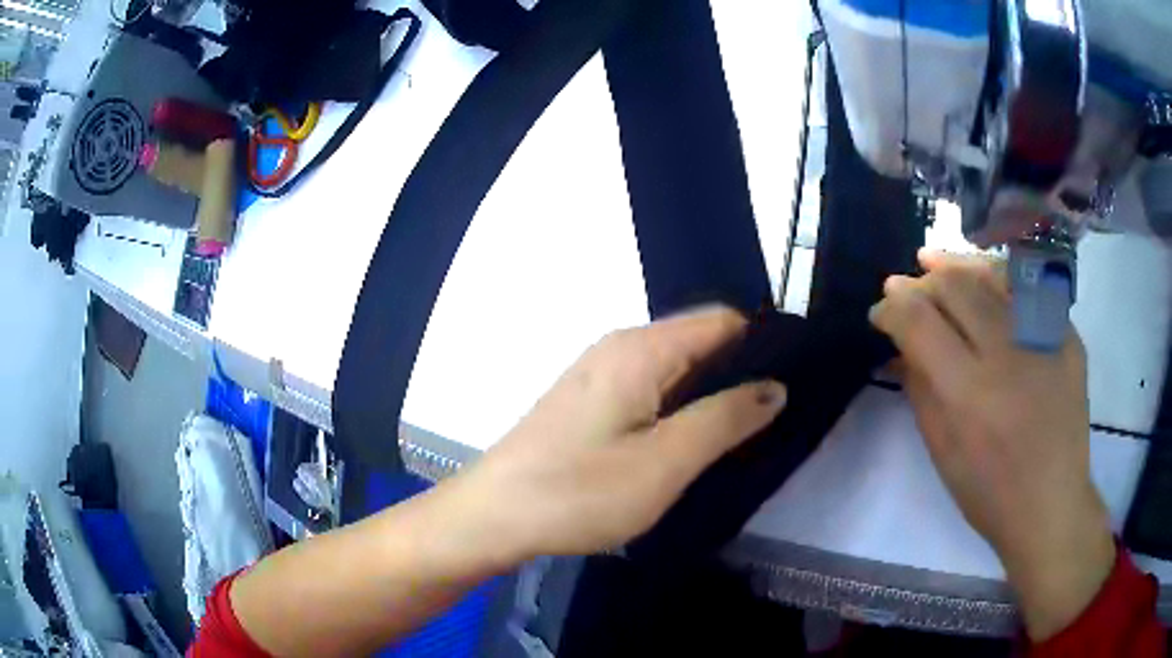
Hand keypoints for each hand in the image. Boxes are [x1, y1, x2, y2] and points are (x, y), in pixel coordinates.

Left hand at [443, 307, 786, 563]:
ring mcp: (600, 375)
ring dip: (711, 396)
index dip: (763, 344)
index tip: (797, 380)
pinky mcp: (589, 403)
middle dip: (741, 373)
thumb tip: (775, 386)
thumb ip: (725, 419)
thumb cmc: (578, 492)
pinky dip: (680, 409)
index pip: (723, 321)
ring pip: (676, 370)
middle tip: (778, 416)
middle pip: (699, 343)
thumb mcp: (664, 462)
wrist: (492, 517)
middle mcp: (620, 348)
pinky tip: (693, 441)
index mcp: (641, 349)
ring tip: (746, 432)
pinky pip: (651, 391)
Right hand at [869, 250, 1114, 640]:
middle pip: (954, 287)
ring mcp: (1043, 338)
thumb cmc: (989, 493)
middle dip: (921, 281)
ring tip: (933, 261)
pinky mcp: (1067, 335)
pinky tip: (982, 279)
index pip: (918, 321)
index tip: (881, 311)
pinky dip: (997, 278)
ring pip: (991, 275)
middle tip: (905, 284)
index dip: (892, 307)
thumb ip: (919, 389)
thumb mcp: (942, 452)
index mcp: (968, 393)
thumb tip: (898, 346)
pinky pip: (1026, 290)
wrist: (1052, 503)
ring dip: (955, 265)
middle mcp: (1006, 354)